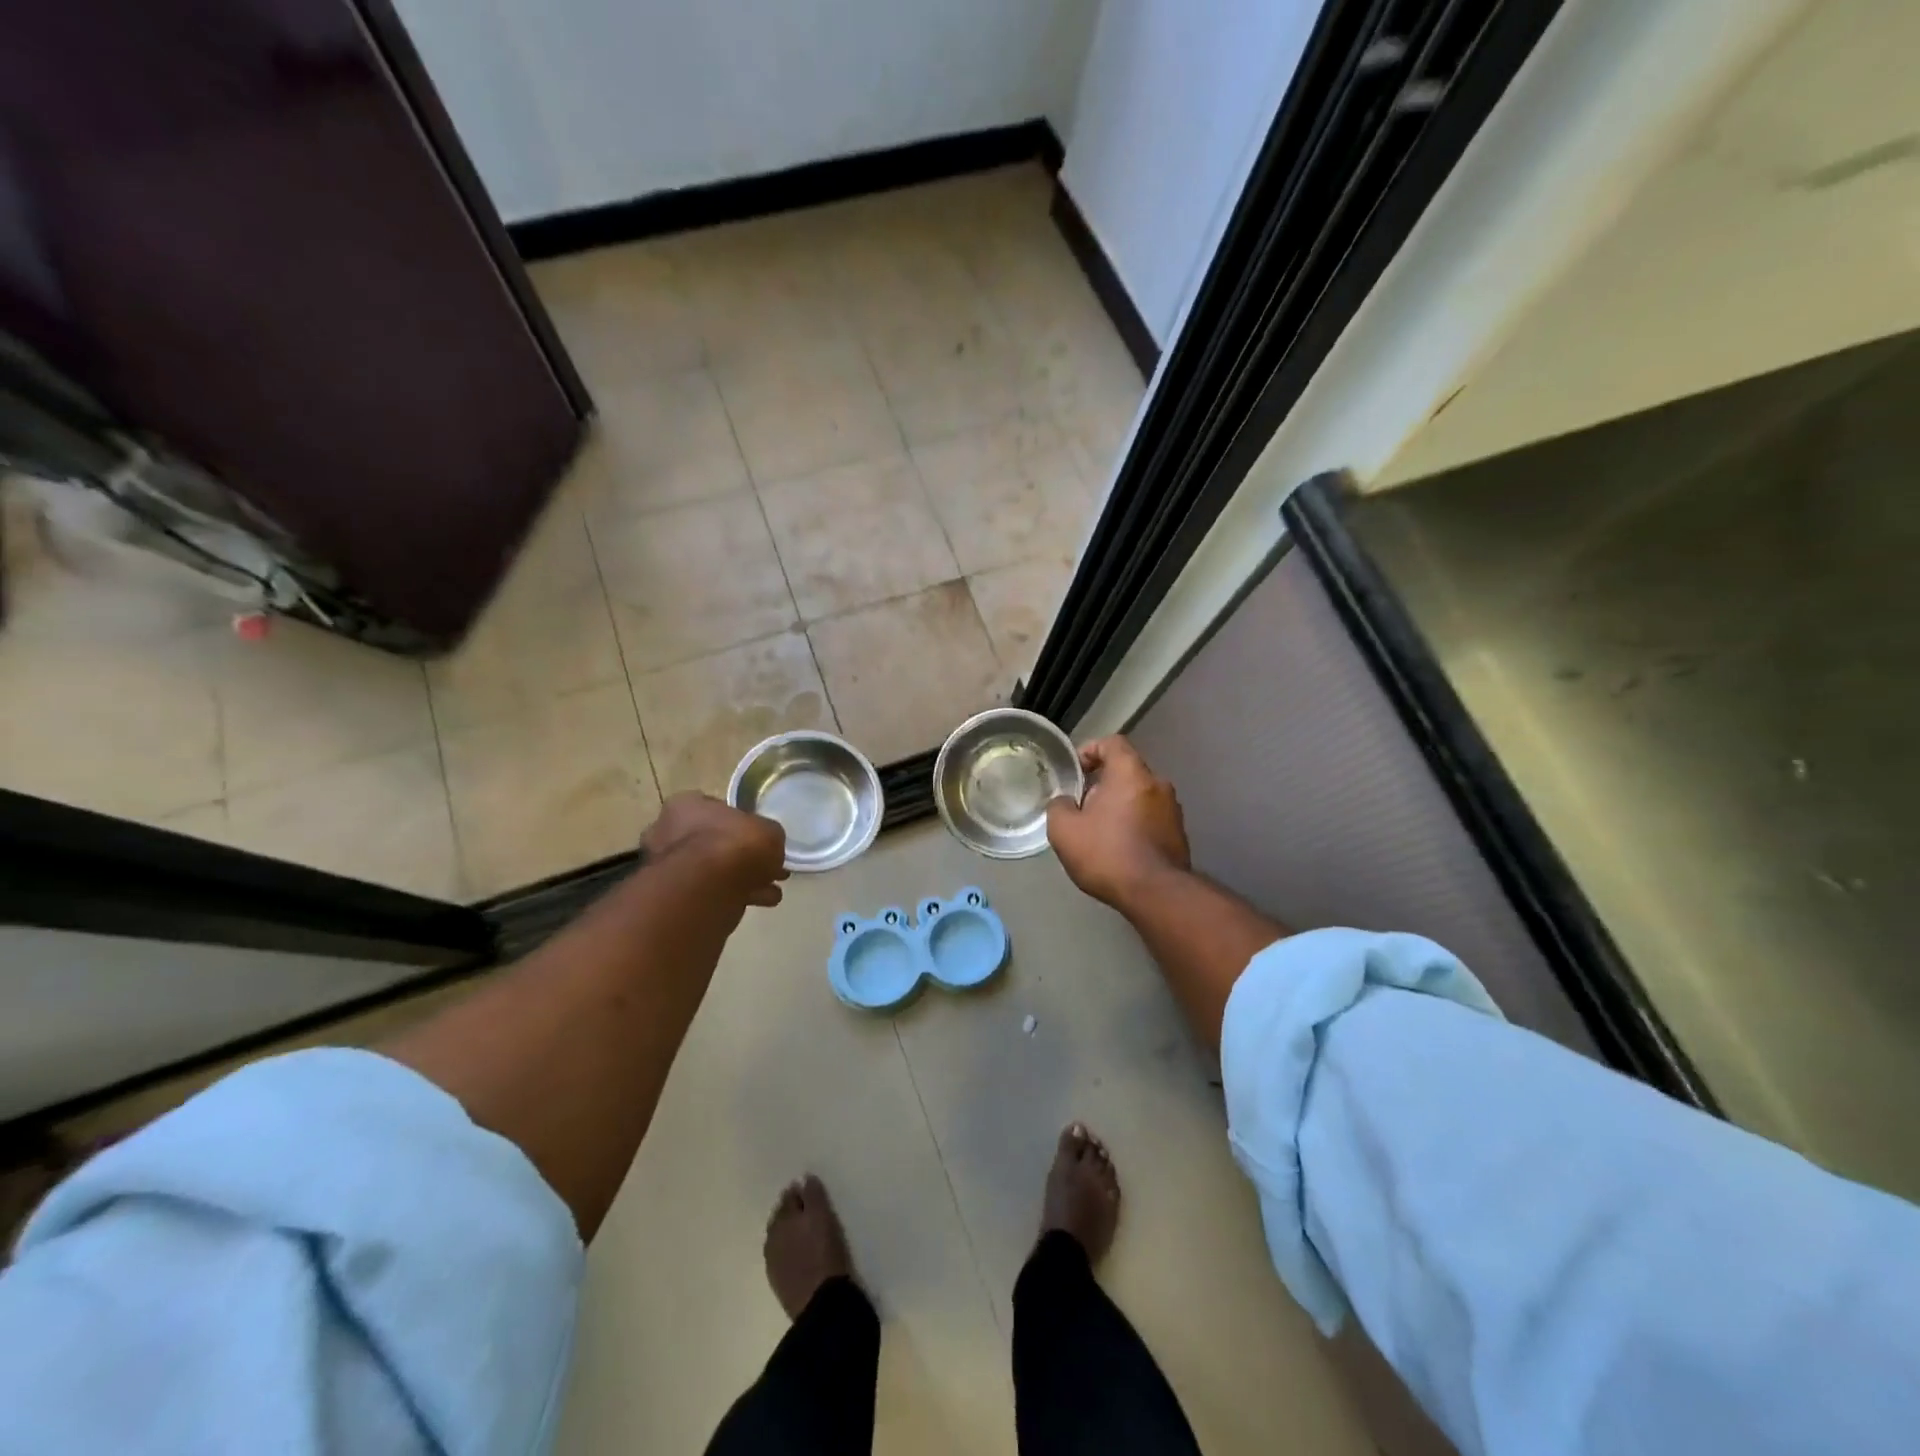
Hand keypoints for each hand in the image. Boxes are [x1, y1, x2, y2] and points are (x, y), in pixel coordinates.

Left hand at [642, 793, 788, 908]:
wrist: (706, 888)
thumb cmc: (735, 844)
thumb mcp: (769, 831)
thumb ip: (767, 836)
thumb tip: (768, 847)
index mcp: (686, 806)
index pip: (714, 808)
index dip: (740, 823)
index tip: (758, 837)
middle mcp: (668, 832)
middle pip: (710, 841)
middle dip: (738, 856)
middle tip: (765, 867)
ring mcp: (665, 867)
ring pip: (710, 871)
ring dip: (738, 879)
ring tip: (769, 890)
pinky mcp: (671, 898)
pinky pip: (708, 893)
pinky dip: (733, 897)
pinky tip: (759, 902)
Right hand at [1046, 736, 1189, 907]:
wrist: (1155, 893)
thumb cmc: (1107, 853)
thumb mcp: (1064, 830)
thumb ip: (1059, 807)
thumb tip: (1064, 802)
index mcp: (1131, 773)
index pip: (1112, 743)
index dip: (1090, 750)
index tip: (1076, 771)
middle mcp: (1158, 784)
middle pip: (1126, 772)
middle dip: (1102, 785)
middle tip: (1082, 807)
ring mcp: (1173, 810)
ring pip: (1140, 797)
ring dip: (1120, 806)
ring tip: (1100, 832)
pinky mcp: (1179, 835)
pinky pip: (1151, 819)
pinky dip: (1135, 825)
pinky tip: (1120, 849)